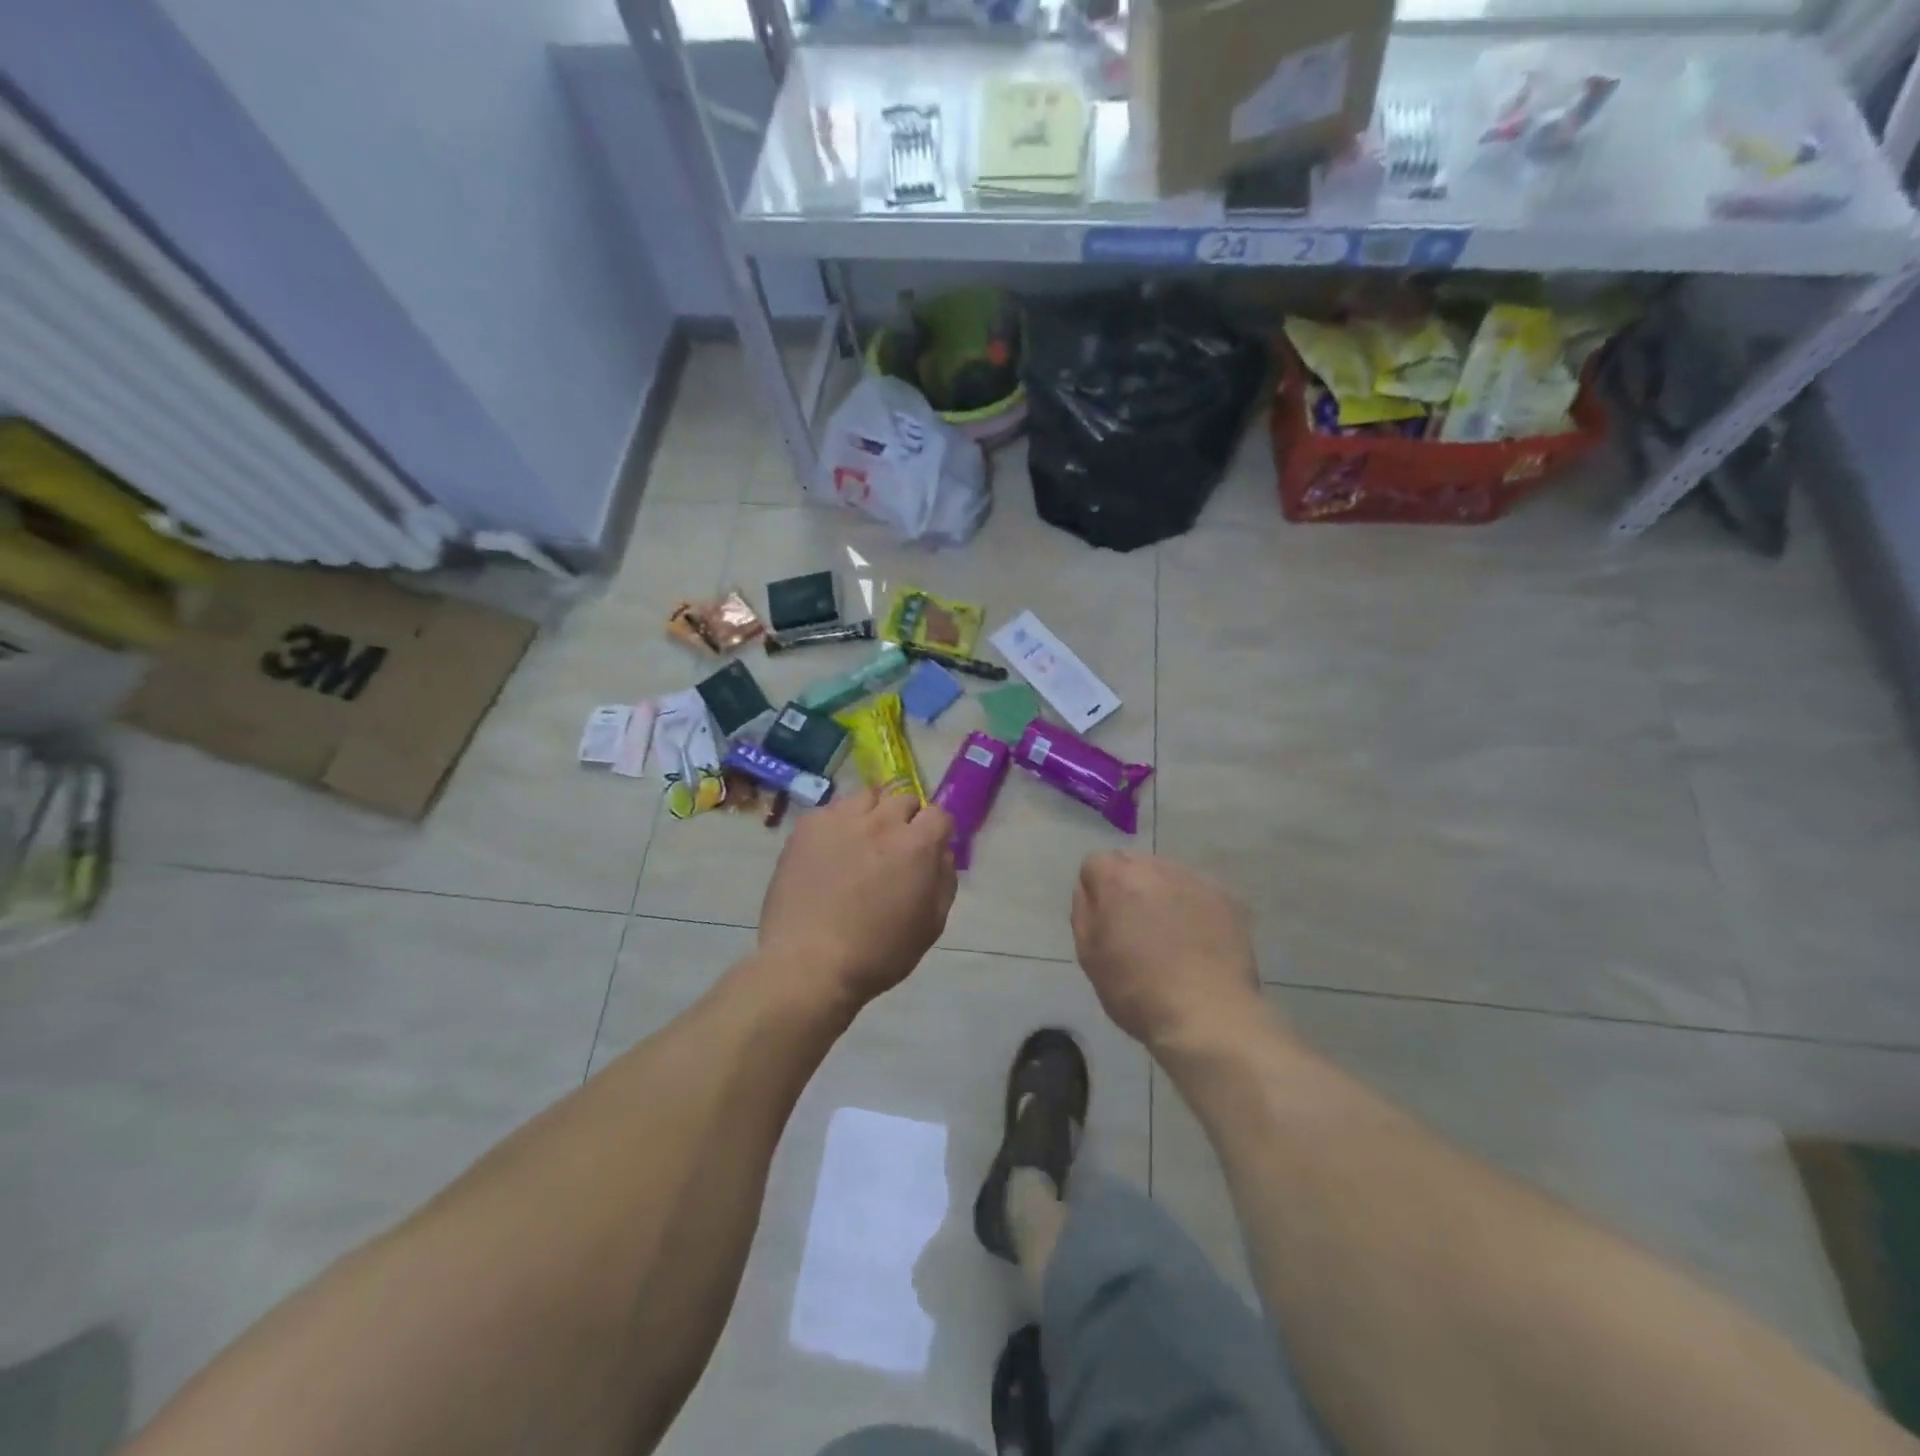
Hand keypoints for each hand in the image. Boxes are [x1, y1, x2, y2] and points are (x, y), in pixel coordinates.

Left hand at [757, 788, 956, 1012]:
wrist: (808, 963)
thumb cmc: (878, 953)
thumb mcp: (931, 925)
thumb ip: (944, 880)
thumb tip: (942, 853)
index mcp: (917, 845)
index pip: (939, 814)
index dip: (937, 832)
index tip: (929, 850)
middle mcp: (882, 821)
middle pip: (904, 800)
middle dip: (906, 820)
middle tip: (894, 849)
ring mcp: (841, 819)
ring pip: (867, 797)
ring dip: (872, 814)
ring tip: (860, 843)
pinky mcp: (808, 826)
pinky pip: (831, 810)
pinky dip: (837, 825)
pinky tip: (829, 853)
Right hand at [1071, 853, 1267, 1055]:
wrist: (1209, 1016)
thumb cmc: (1137, 991)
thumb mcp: (1089, 956)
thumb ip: (1084, 912)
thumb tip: (1090, 891)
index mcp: (1118, 879)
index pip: (1095, 863)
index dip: (1095, 891)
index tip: (1104, 920)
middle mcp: (1157, 868)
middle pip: (1133, 864)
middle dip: (1128, 887)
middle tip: (1135, 927)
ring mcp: (1196, 881)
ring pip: (1167, 875)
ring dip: (1161, 894)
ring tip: (1170, 935)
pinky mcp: (1227, 898)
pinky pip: (1197, 891)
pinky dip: (1191, 907)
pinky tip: (1196, 940)